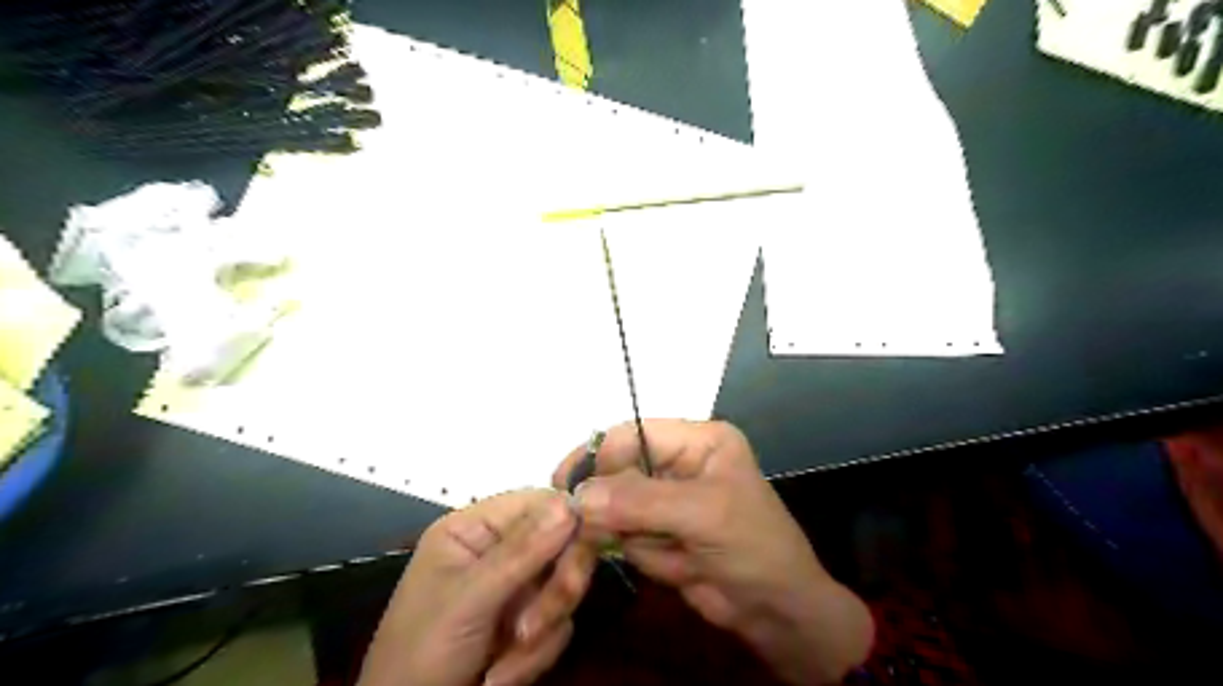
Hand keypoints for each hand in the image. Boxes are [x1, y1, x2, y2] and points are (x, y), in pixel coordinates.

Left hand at [361, 491, 597, 685]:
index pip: (538, 503)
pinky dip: (536, 656)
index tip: (586, 544)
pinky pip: (560, 624)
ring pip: (564, 587)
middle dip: (552, 591)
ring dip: (541, 630)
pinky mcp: (529, 623)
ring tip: (500, 668)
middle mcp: (500, 551)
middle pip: (561, 544)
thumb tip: (569, 505)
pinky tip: (499, 676)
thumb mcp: (468, 599)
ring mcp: (517, 588)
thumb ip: (521, 552)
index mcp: (476, 529)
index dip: (568, 520)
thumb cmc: (422, 652)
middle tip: (532, 628)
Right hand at [551, 419, 872, 685]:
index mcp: (698, 441)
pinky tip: (667, 563)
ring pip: (615, 505)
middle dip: (606, 500)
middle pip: (619, 469)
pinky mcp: (657, 532)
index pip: (635, 434)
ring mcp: (666, 500)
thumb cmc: (753, 547)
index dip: (602, 456)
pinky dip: (632, 552)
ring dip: (623, 532)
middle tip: (582, 523)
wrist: (777, 612)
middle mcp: (679, 463)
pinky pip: (622, 534)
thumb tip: (579, 495)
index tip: (569, 486)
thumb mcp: (703, 515)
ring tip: (662, 551)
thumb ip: (641, 501)